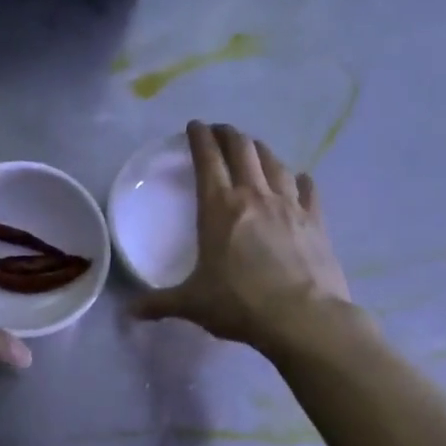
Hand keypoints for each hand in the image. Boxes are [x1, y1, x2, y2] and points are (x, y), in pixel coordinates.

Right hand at [135, 122, 353, 351]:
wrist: (305, 319)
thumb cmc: (240, 304)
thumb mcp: (192, 304)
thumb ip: (159, 303)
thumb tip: (129, 313)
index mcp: (218, 207)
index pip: (207, 159)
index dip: (199, 138)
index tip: (195, 125)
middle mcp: (254, 196)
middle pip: (242, 150)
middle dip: (229, 134)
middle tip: (220, 131)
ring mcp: (289, 206)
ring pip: (274, 163)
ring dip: (260, 150)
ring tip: (253, 148)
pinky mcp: (316, 221)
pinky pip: (308, 190)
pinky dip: (299, 179)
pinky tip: (299, 178)